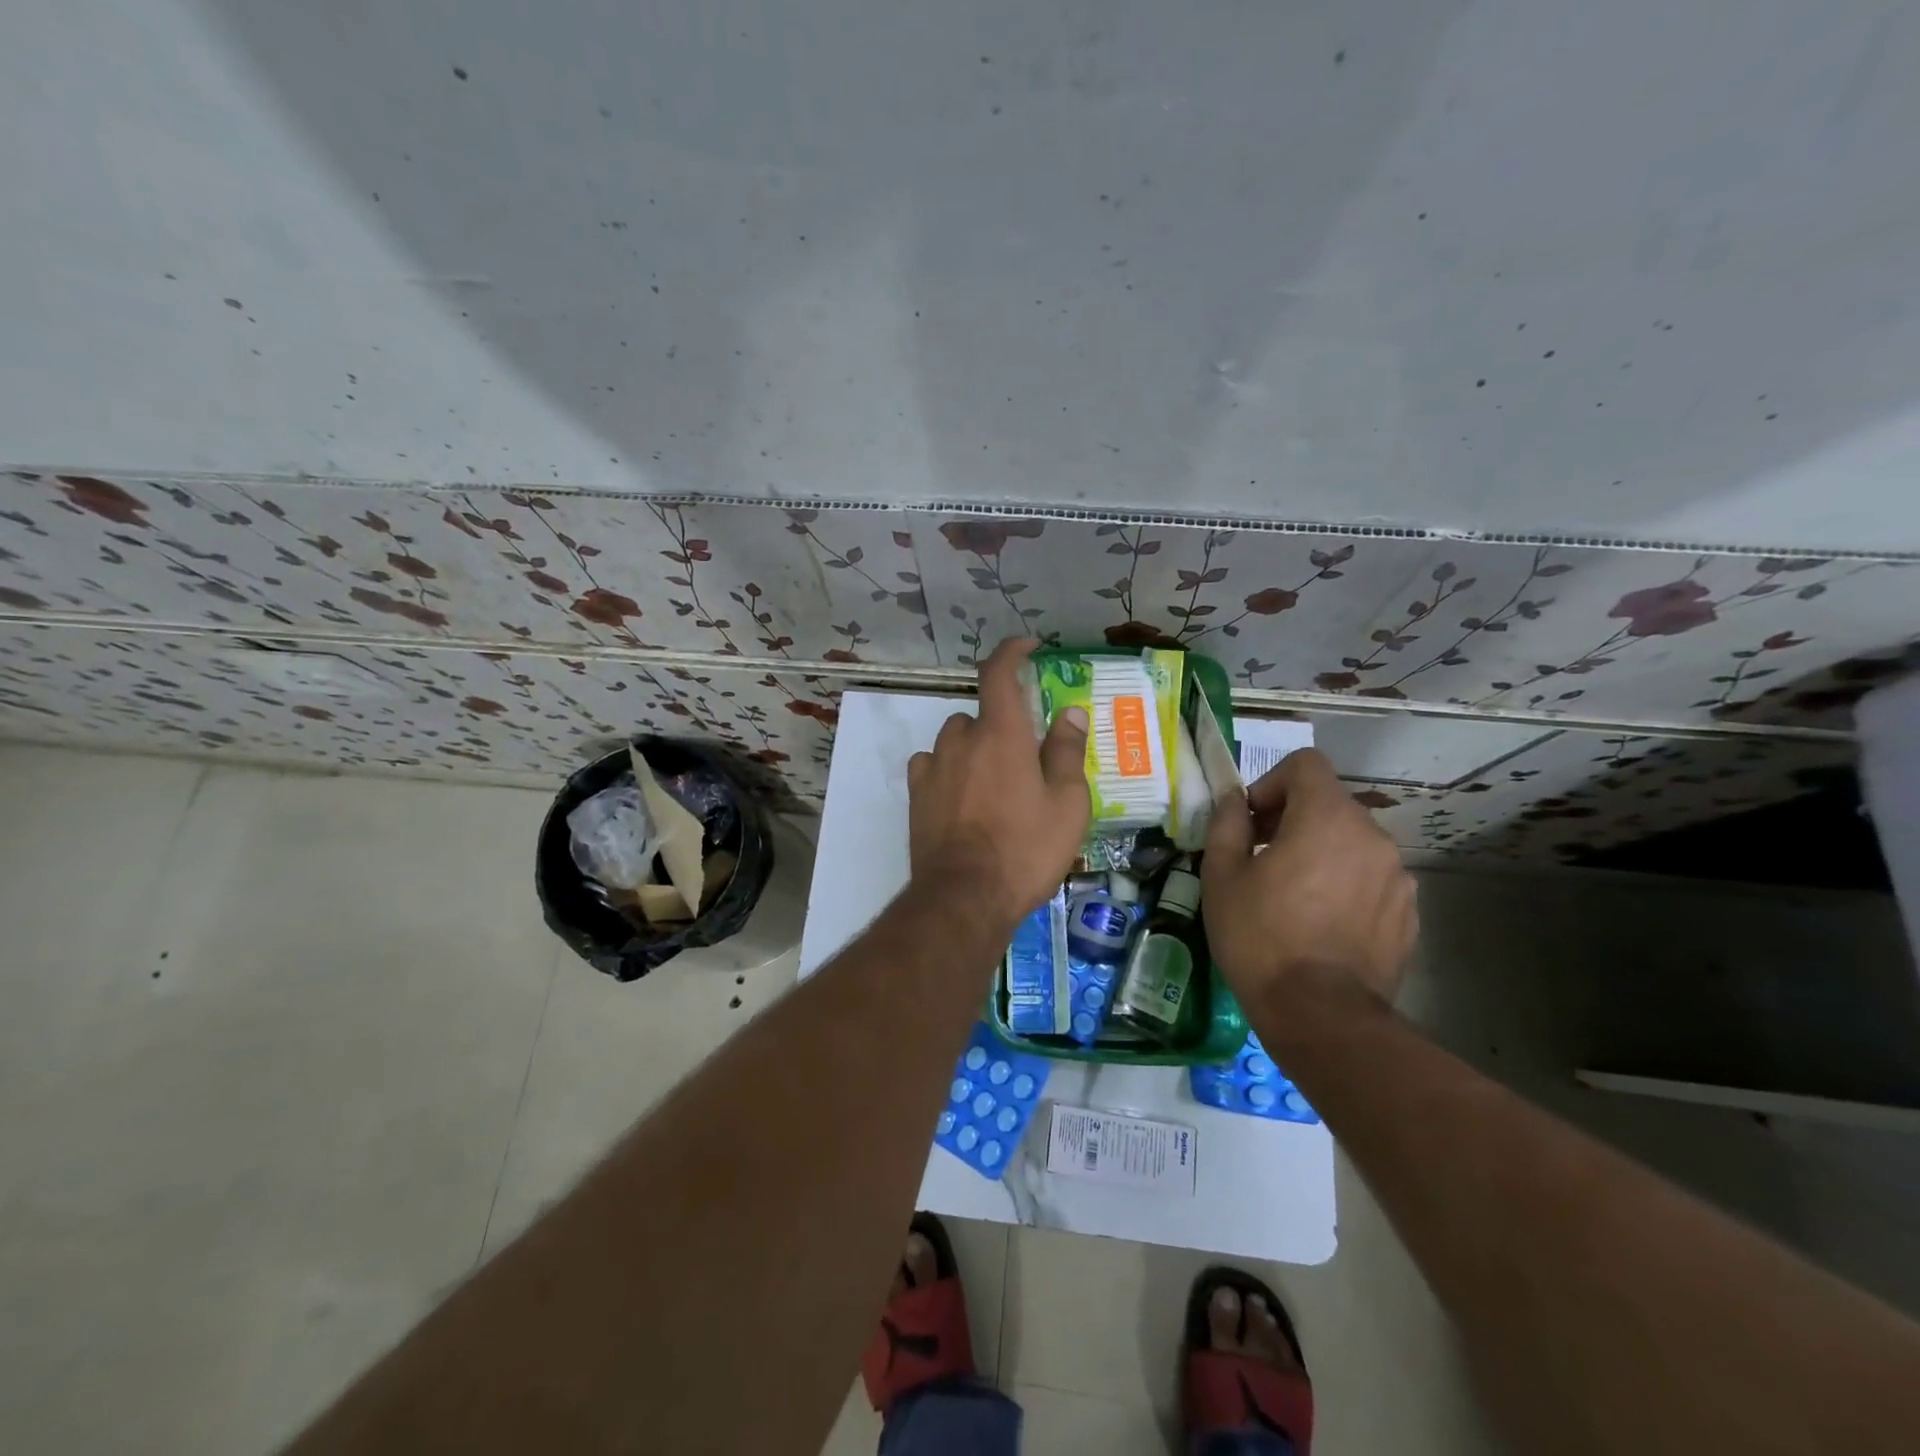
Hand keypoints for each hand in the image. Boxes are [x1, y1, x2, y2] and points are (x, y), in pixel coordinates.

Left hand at [908, 638, 1090, 928]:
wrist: (964, 898)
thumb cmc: (1025, 849)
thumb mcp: (1067, 804)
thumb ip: (1066, 752)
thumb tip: (1070, 713)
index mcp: (1001, 734)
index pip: (999, 672)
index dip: (1012, 650)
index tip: (1028, 646)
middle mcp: (961, 740)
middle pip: (979, 714)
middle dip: (1000, 726)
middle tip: (1023, 759)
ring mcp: (932, 767)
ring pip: (954, 740)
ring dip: (973, 749)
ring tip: (993, 786)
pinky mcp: (916, 795)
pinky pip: (932, 766)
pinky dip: (948, 770)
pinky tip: (962, 799)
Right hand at [1202, 747, 1415, 1005]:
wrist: (1321, 1015)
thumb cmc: (1260, 936)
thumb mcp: (1222, 876)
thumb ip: (1227, 824)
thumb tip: (1233, 800)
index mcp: (1327, 818)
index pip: (1305, 765)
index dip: (1271, 782)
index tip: (1251, 821)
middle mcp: (1372, 836)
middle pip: (1329, 803)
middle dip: (1292, 819)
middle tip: (1261, 858)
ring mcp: (1398, 876)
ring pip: (1351, 842)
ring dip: (1320, 852)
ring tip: (1292, 896)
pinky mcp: (1408, 913)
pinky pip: (1370, 878)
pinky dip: (1344, 884)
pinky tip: (1320, 924)